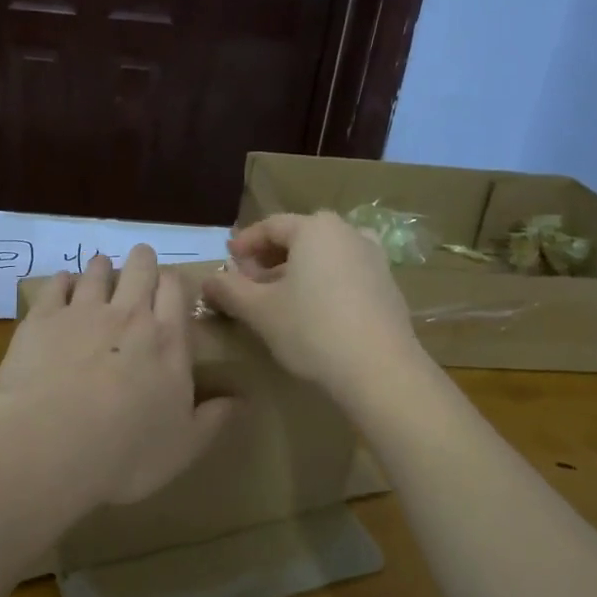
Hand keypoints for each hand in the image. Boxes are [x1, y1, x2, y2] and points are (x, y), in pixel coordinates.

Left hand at [0, 245, 236, 506]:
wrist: (52, 445)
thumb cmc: (127, 452)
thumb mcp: (185, 446)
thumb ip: (214, 418)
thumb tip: (242, 399)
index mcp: (168, 341)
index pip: (176, 291)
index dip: (173, 282)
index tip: (171, 284)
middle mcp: (129, 315)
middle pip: (140, 270)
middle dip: (143, 261)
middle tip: (141, 260)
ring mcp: (83, 312)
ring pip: (97, 272)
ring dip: (102, 267)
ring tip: (101, 266)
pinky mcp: (43, 318)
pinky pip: (55, 285)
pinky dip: (62, 280)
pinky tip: (63, 282)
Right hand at [202, 211, 418, 396]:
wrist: (380, 370)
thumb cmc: (312, 330)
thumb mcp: (259, 310)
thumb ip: (229, 290)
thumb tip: (208, 279)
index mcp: (315, 228)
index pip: (270, 226)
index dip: (244, 244)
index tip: (227, 261)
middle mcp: (348, 232)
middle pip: (299, 238)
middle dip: (270, 258)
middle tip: (249, 281)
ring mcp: (374, 258)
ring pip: (324, 256)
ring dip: (297, 271)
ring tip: (278, 297)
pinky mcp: (388, 286)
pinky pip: (345, 273)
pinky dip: (323, 283)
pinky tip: (313, 311)